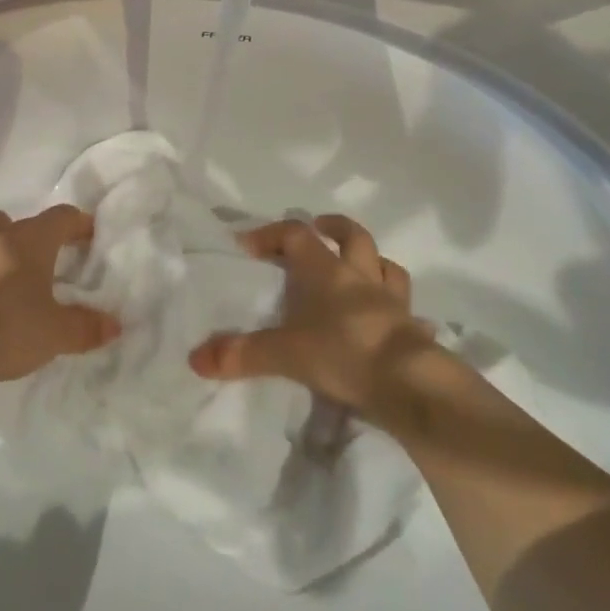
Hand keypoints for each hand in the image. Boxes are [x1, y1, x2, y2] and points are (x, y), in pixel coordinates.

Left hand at [0, 206, 120, 417]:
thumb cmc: (4, 332)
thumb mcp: (55, 335)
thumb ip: (86, 327)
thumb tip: (115, 326)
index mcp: (27, 241)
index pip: (61, 217)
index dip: (78, 224)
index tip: (88, 234)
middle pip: (12, 223)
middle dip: (24, 238)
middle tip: (35, 266)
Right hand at [188, 215, 433, 416]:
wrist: (409, 382)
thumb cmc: (343, 352)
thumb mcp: (286, 354)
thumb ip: (242, 354)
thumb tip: (195, 359)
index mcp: (326, 271)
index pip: (296, 234)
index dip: (270, 234)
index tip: (248, 245)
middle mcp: (360, 276)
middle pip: (352, 236)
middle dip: (334, 228)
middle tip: (319, 230)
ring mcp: (391, 300)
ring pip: (386, 265)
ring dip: (372, 262)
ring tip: (358, 271)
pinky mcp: (413, 328)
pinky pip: (408, 312)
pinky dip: (399, 313)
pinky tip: (392, 324)